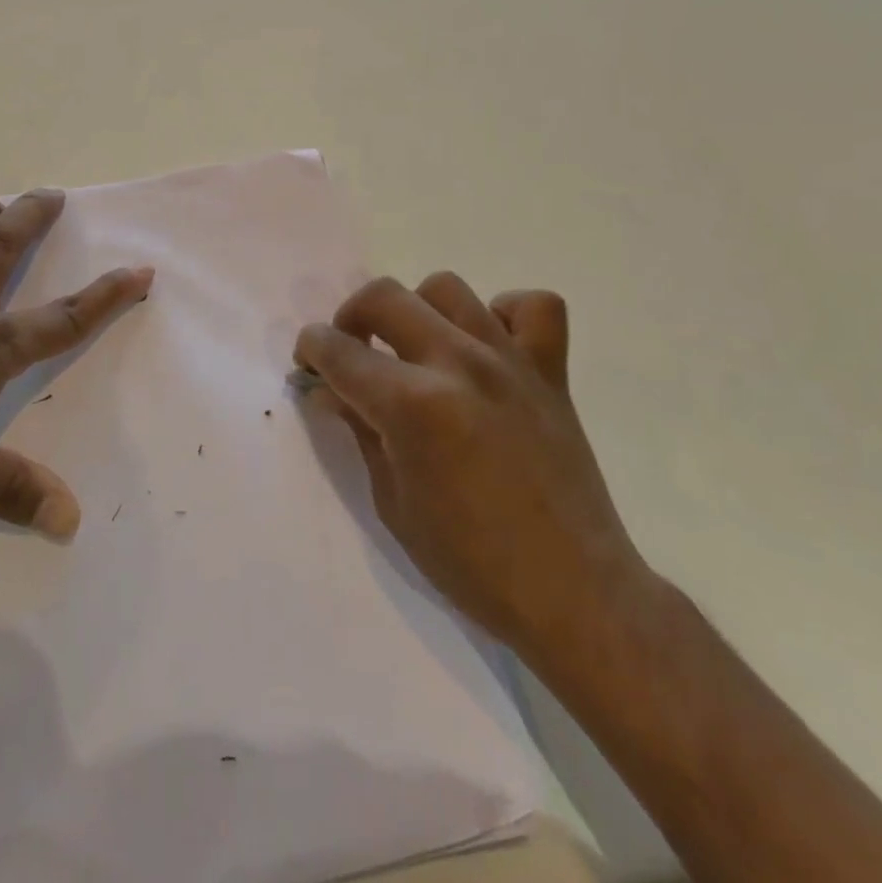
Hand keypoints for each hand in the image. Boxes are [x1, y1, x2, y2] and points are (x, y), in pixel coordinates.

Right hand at [294, 275, 650, 663]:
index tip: (308, 362)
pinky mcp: (551, 371)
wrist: (573, 594)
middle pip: (383, 296)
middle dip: (350, 317)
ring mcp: (509, 361)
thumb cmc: (470, 562)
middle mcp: (457, 364)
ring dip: (417, 311)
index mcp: (411, 405)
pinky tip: (489, 346)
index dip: (311, 349)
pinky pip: (533, 306)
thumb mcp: (392, 502)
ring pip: (447, 288)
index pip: (339, 350)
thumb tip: (331, 390)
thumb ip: (360, 431)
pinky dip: (504, 314)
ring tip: (417, 349)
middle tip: (353, 352)